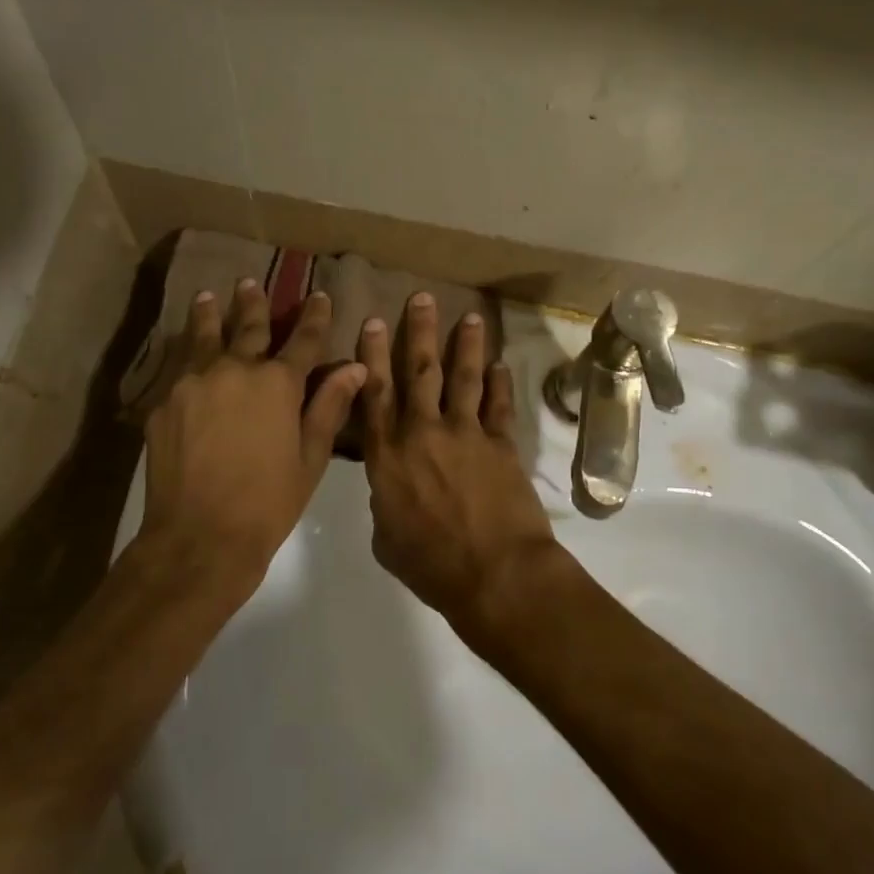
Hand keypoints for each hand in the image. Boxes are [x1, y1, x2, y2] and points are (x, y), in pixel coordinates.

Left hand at [138, 280, 365, 598]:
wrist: (199, 538)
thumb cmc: (268, 502)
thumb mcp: (311, 457)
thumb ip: (329, 406)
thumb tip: (355, 366)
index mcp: (278, 383)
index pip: (304, 339)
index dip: (315, 316)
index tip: (319, 296)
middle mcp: (235, 370)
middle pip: (248, 327)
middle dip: (254, 303)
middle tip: (250, 282)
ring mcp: (193, 383)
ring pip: (204, 338)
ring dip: (210, 314)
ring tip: (208, 296)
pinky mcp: (163, 403)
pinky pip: (179, 369)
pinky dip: (186, 355)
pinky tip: (183, 351)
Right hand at [358, 293, 562, 640]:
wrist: (495, 575)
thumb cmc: (431, 565)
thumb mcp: (387, 539)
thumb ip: (385, 502)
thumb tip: (391, 487)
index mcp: (388, 455)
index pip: (375, 394)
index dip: (372, 356)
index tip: (372, 322)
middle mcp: (424, 432)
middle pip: (419, 371)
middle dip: (419, 332)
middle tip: (421, 298)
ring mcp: (466, 434)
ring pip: (463, 378)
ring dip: (465, 345)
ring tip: (469, 316)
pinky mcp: (501, 444)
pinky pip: (499, 406)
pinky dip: (501, 384)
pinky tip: (501, 364)